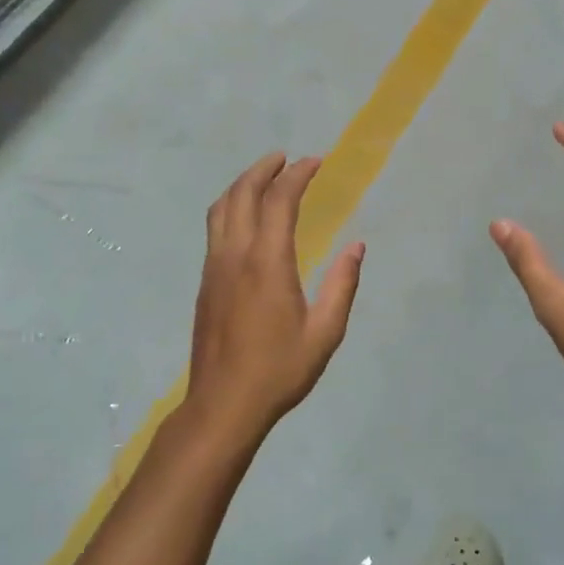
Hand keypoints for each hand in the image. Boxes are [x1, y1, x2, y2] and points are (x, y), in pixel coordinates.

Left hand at [187, 152, 364, 440]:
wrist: (222, 405)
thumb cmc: (278, 371)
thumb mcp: (324, 333)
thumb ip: (342, 286)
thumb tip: (357, 246)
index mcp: (267, 263)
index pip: (280, 201)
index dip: (298, 175)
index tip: (316, 162)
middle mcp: (235, 255)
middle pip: (243, 194)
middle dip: (264, 169)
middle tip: (287, 158)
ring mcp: (215, 267)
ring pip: (221, 208)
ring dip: (242, 184)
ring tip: (264, 176)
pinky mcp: (206, 281)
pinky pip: (215, 228)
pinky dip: (231, 206)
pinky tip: (245, 215)